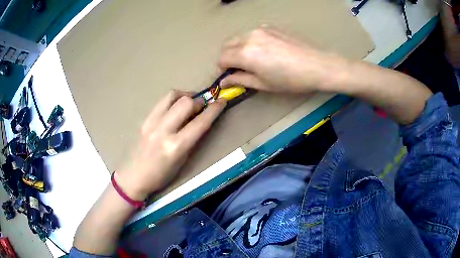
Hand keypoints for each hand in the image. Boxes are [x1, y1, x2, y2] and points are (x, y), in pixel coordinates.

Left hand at [115, 91, 225, 200]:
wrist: (133, 177)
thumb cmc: (161, 176)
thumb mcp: (182, 161)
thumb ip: (192, 139)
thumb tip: (200, 120)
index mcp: (175, 146)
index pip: (200, 122)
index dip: (214, 109)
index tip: (222, 101)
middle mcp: (163, 130)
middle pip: (185, 102)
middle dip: (198, 101)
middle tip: (201, 107)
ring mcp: (151, 122)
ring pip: (171, 95)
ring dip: (184, 96)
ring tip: (188, 104)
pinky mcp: (144, 119)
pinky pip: (161, 102)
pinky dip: (172, 100)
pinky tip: (174, 109)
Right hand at [218, 27, 348, 92]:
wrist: (318, 65)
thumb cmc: (291, 80)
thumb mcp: (264, 84)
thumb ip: (240, 80)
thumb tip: (224, 81)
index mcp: (245, 53)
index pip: (222, 58)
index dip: (222, 69)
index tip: (229, 76)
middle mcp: (249, 37)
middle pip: (227, 45)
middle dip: (228, 57)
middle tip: (238, 69)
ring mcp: (260, 29)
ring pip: (239, 37)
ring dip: (238, 48)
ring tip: (252, 60)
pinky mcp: (271, 27)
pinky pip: (253, 33)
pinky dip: (251, 41)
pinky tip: (265, 50)